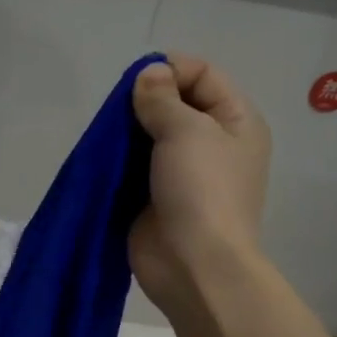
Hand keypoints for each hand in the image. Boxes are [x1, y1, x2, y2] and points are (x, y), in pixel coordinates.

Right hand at [129, 55, 271, 314]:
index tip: (137, 85)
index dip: (169, 69)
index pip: (202, 74)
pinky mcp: (154, 198)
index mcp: (236, 121)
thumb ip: (163, 98)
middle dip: (142, 102)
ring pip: (149, 136)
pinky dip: (117, 162)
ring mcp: (182, 173)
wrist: (194, 266)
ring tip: (107, 140)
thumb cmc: (202, 191)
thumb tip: (148, 74)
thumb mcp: (187, 131)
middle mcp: (212, 143)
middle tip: (117, 116)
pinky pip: (133, 168)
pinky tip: (101, 161)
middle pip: (174, 104)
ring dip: (126, 134)